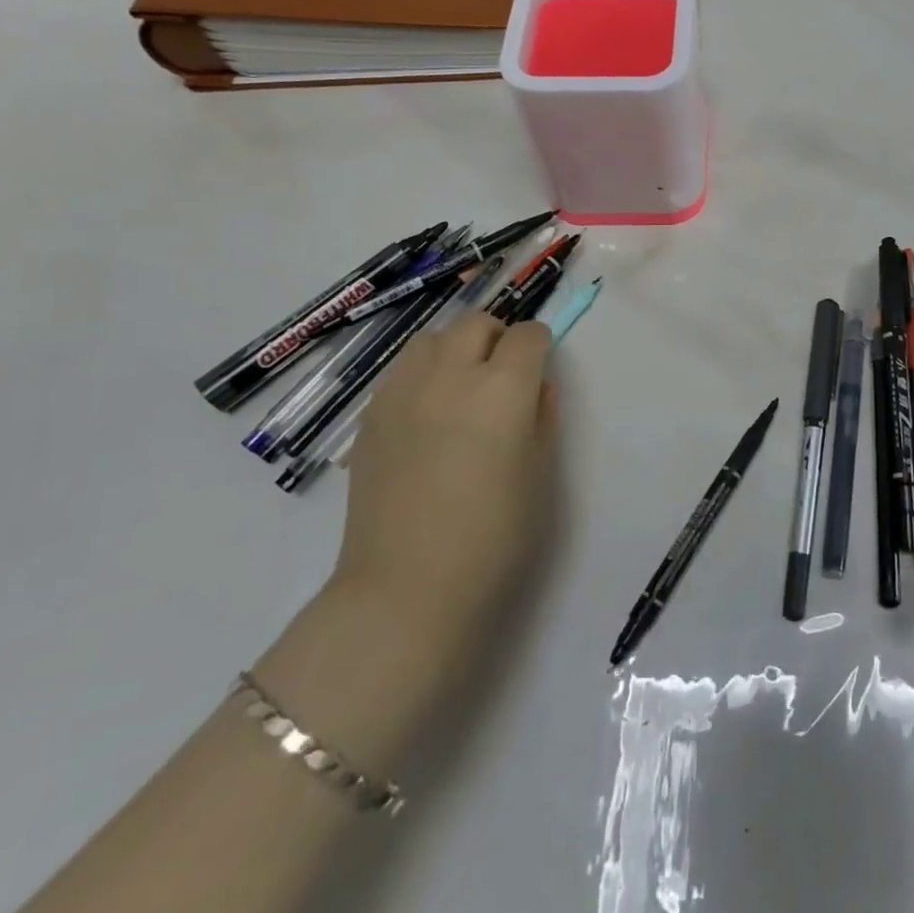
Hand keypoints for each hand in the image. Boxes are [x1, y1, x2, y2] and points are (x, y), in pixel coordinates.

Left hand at [332, 312, 557, 633]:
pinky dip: (422, 375)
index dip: (539, 346)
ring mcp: (403, 393)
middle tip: (503, 375)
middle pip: (476, 323)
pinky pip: (402, 371)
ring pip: (432, 339)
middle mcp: (450, 376)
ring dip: (455, 349)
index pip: (527, 335)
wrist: (407, 589)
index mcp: (502, 389)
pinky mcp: (371, 417)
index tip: (539, 368)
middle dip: (497, 338)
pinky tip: (427, 415)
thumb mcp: (540, 472)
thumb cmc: (493, 536)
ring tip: (461, 388)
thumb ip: (542, 415)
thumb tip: (534, 386)